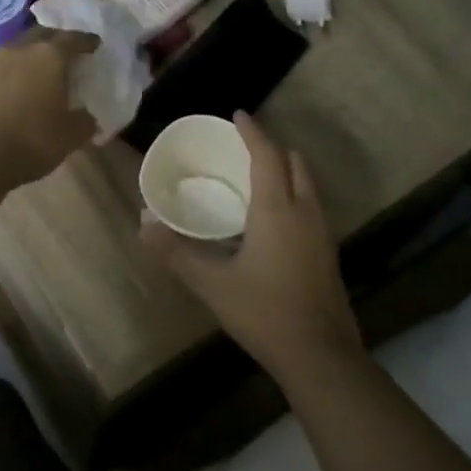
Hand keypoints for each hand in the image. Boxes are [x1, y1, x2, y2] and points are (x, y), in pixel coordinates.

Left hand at [0, 28, 98, 187]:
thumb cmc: (32, 139)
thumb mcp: (71, 135)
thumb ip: (85, 121)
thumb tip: (87, 116)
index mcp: (50, 56)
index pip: (73, 39)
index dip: (86, 41)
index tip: (95, 44)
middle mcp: (22, 49)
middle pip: (43, 34)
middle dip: (58, 40)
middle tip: (69, 52)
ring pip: (20, 47)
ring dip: (34, 53)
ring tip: (44, 68)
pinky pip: (4, 65)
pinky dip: (17, 69)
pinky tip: (21, 85)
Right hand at [141, 112, 362, 385]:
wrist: (321, 356)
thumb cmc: (264, 312)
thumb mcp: (212, 284)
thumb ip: (176, 253)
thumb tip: (143, 224)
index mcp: (278, 209)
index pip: (267, 155)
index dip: (252, 132)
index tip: (237, 115)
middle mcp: (305, 211)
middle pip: (294, 162)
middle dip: (271, 147)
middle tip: (242, 146)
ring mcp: (322, 232)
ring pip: (307, 184)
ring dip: (285, 170)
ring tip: (255, 175)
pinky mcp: (327, 252)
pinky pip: (310, 204)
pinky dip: (292, 193)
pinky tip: (271, 216)